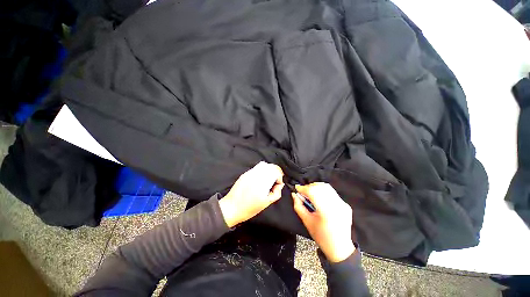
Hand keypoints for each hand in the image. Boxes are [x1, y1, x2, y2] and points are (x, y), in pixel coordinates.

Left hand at [219, 161, 283, 227]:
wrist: (231, 207)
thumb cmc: (249, 208)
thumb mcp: (266, 203)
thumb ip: (276, 193)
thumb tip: (280, 185)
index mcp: (262, 182)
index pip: (276, 171)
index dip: (279, 177)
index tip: (277, 185)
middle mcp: (256, 174)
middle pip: (271, 166)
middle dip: (276, 172)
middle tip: (275, 181)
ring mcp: (250, 173)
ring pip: (264, 164)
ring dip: (269, 170)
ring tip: (269, 179)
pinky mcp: (245, 173)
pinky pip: (257, 167)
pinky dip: (262, 170)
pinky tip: (260, 179)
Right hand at [292, 183, 354, 262]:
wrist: (340, 248)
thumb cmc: (321, 236)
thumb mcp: (306, 221)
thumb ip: (299, 206)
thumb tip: (294, 194)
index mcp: (326, 211)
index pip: (312, 191)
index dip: (303, 188)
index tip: (297, 188)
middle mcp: (336, 204)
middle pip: (320, 187)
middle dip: (309, 186)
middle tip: (303, 192)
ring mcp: (342, 204)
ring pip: (327, 187)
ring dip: (316, 187)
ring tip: (310, 193)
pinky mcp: (345, 204)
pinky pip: (332, 193)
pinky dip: (323, 192)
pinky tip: (320, 198)